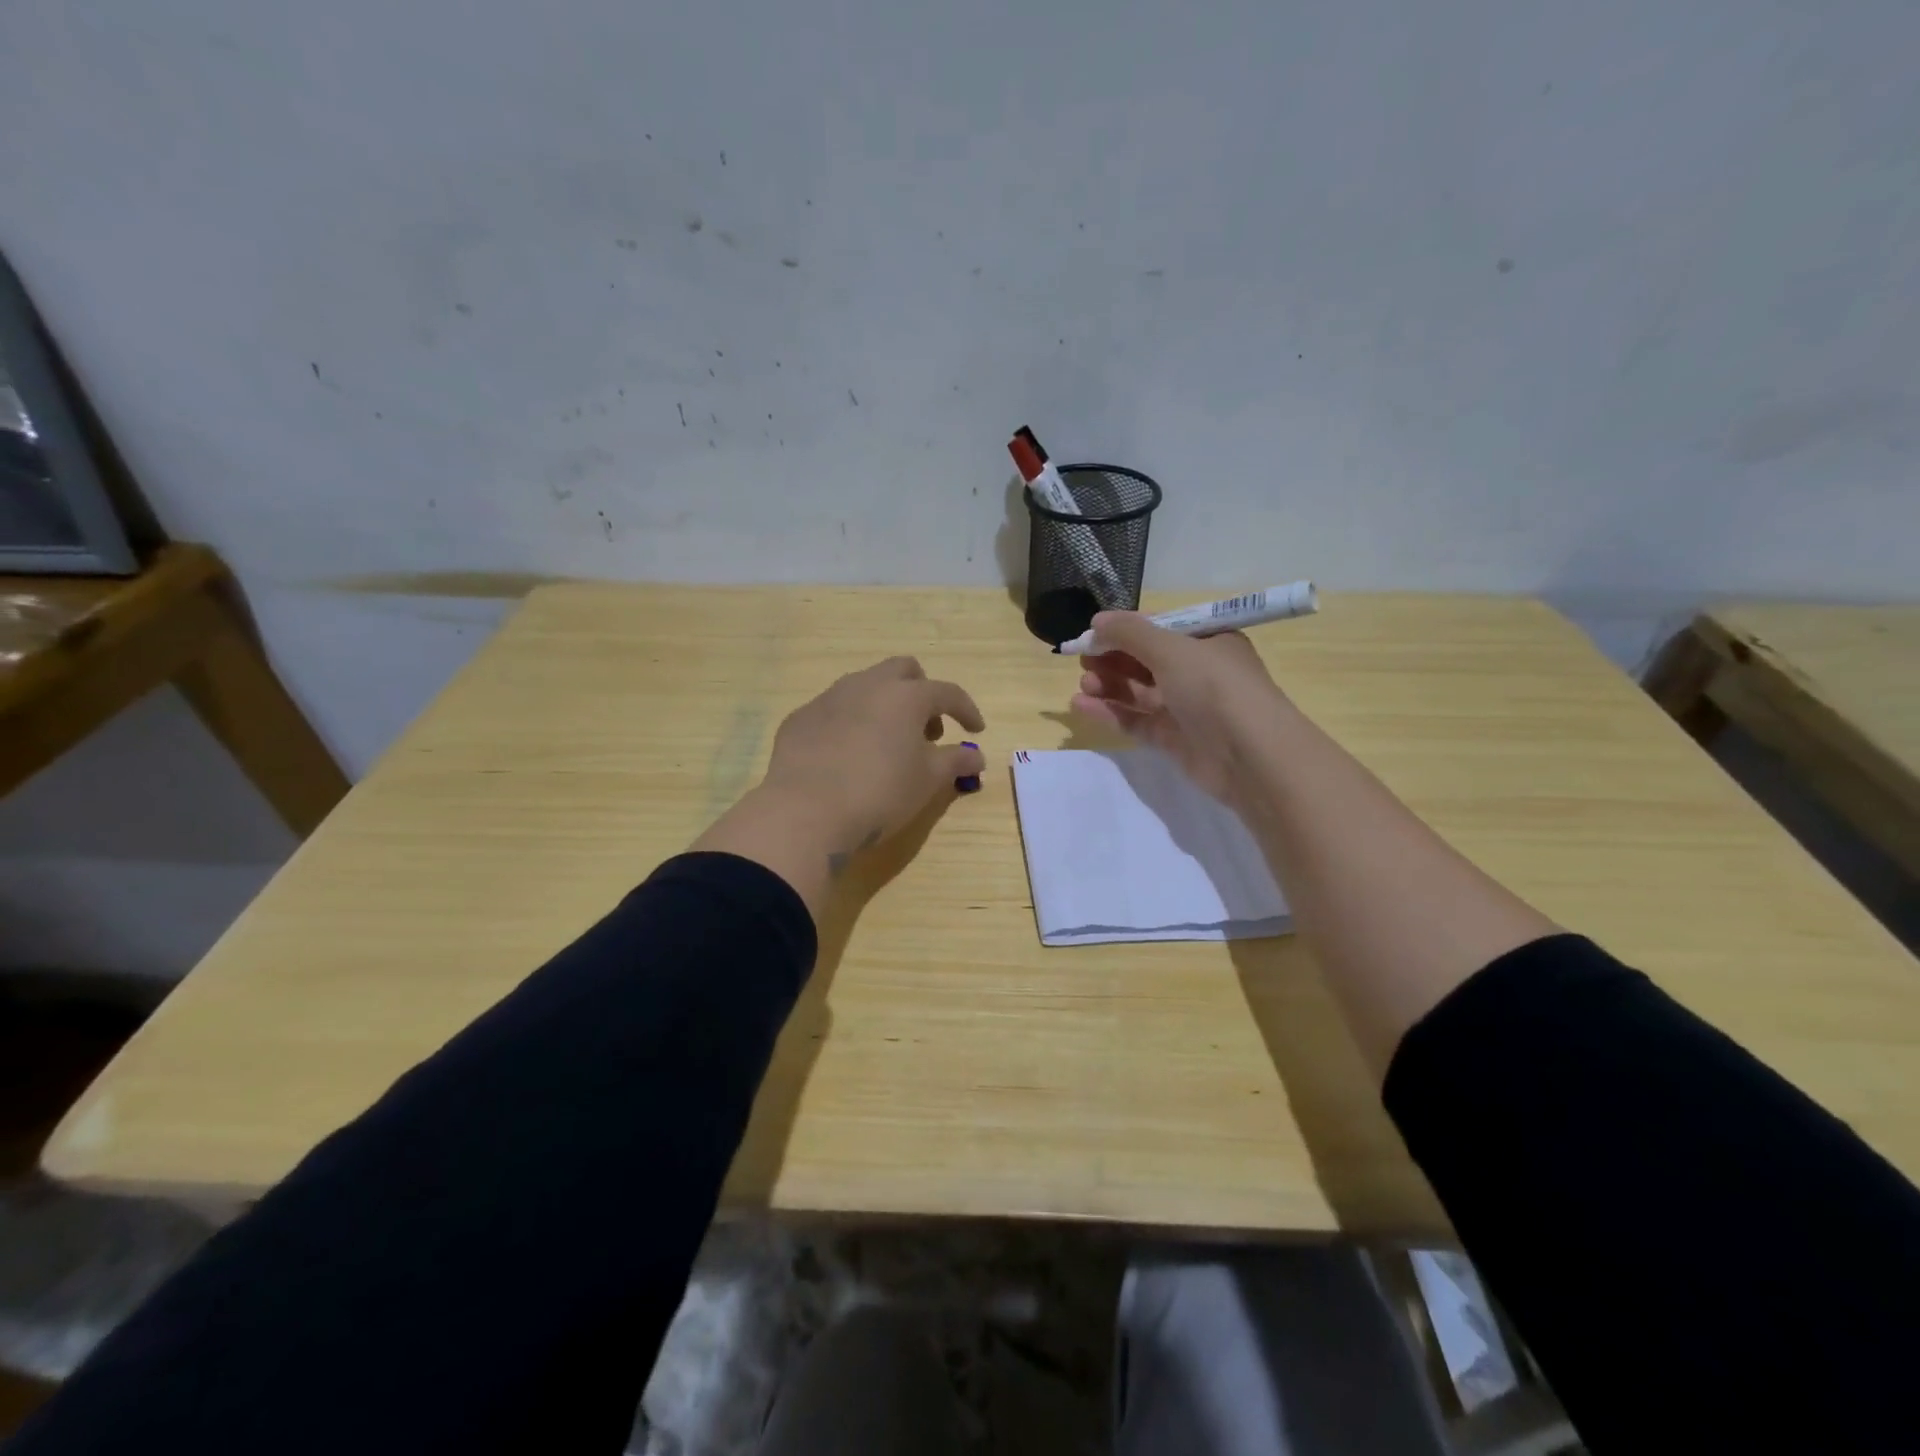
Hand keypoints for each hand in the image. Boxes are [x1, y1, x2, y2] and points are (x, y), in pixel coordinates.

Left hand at [762, 656, 986, 850]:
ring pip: (864, 685)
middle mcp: (867, 685)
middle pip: (903, 670)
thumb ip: (955, 761)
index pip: (947, 692)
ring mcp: (829, 698)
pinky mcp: (800, 718)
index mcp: (905, 696)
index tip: (975, 730)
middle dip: (921, 692)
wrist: (806, 812)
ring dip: (884, 704)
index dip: (966, 710)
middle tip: (926, 730)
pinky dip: (850, 723)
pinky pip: (833, 710)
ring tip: (887, 743)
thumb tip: (976, 755)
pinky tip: (847, 756)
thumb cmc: (880, 793)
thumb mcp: (928, 781)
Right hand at [1070, 612, 1287, 803]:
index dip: (1125, 630)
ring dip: (1109, 684)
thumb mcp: (1172, 649)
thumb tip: (1097, 621)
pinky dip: (1111, 712)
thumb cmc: (1215, 688)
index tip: (1092, 633)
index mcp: (1207, 641)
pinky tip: (1082, 706)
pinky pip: (1136, 720)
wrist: (1251, 757)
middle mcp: (1197, 671)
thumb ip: (1130, 633)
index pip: (1159, 629)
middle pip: (1145, 660)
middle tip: (1083, 660)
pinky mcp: (1173, 739)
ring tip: (1083, 684)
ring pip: (1138, 691)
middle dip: (1113, 658)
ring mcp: (1185, 707)